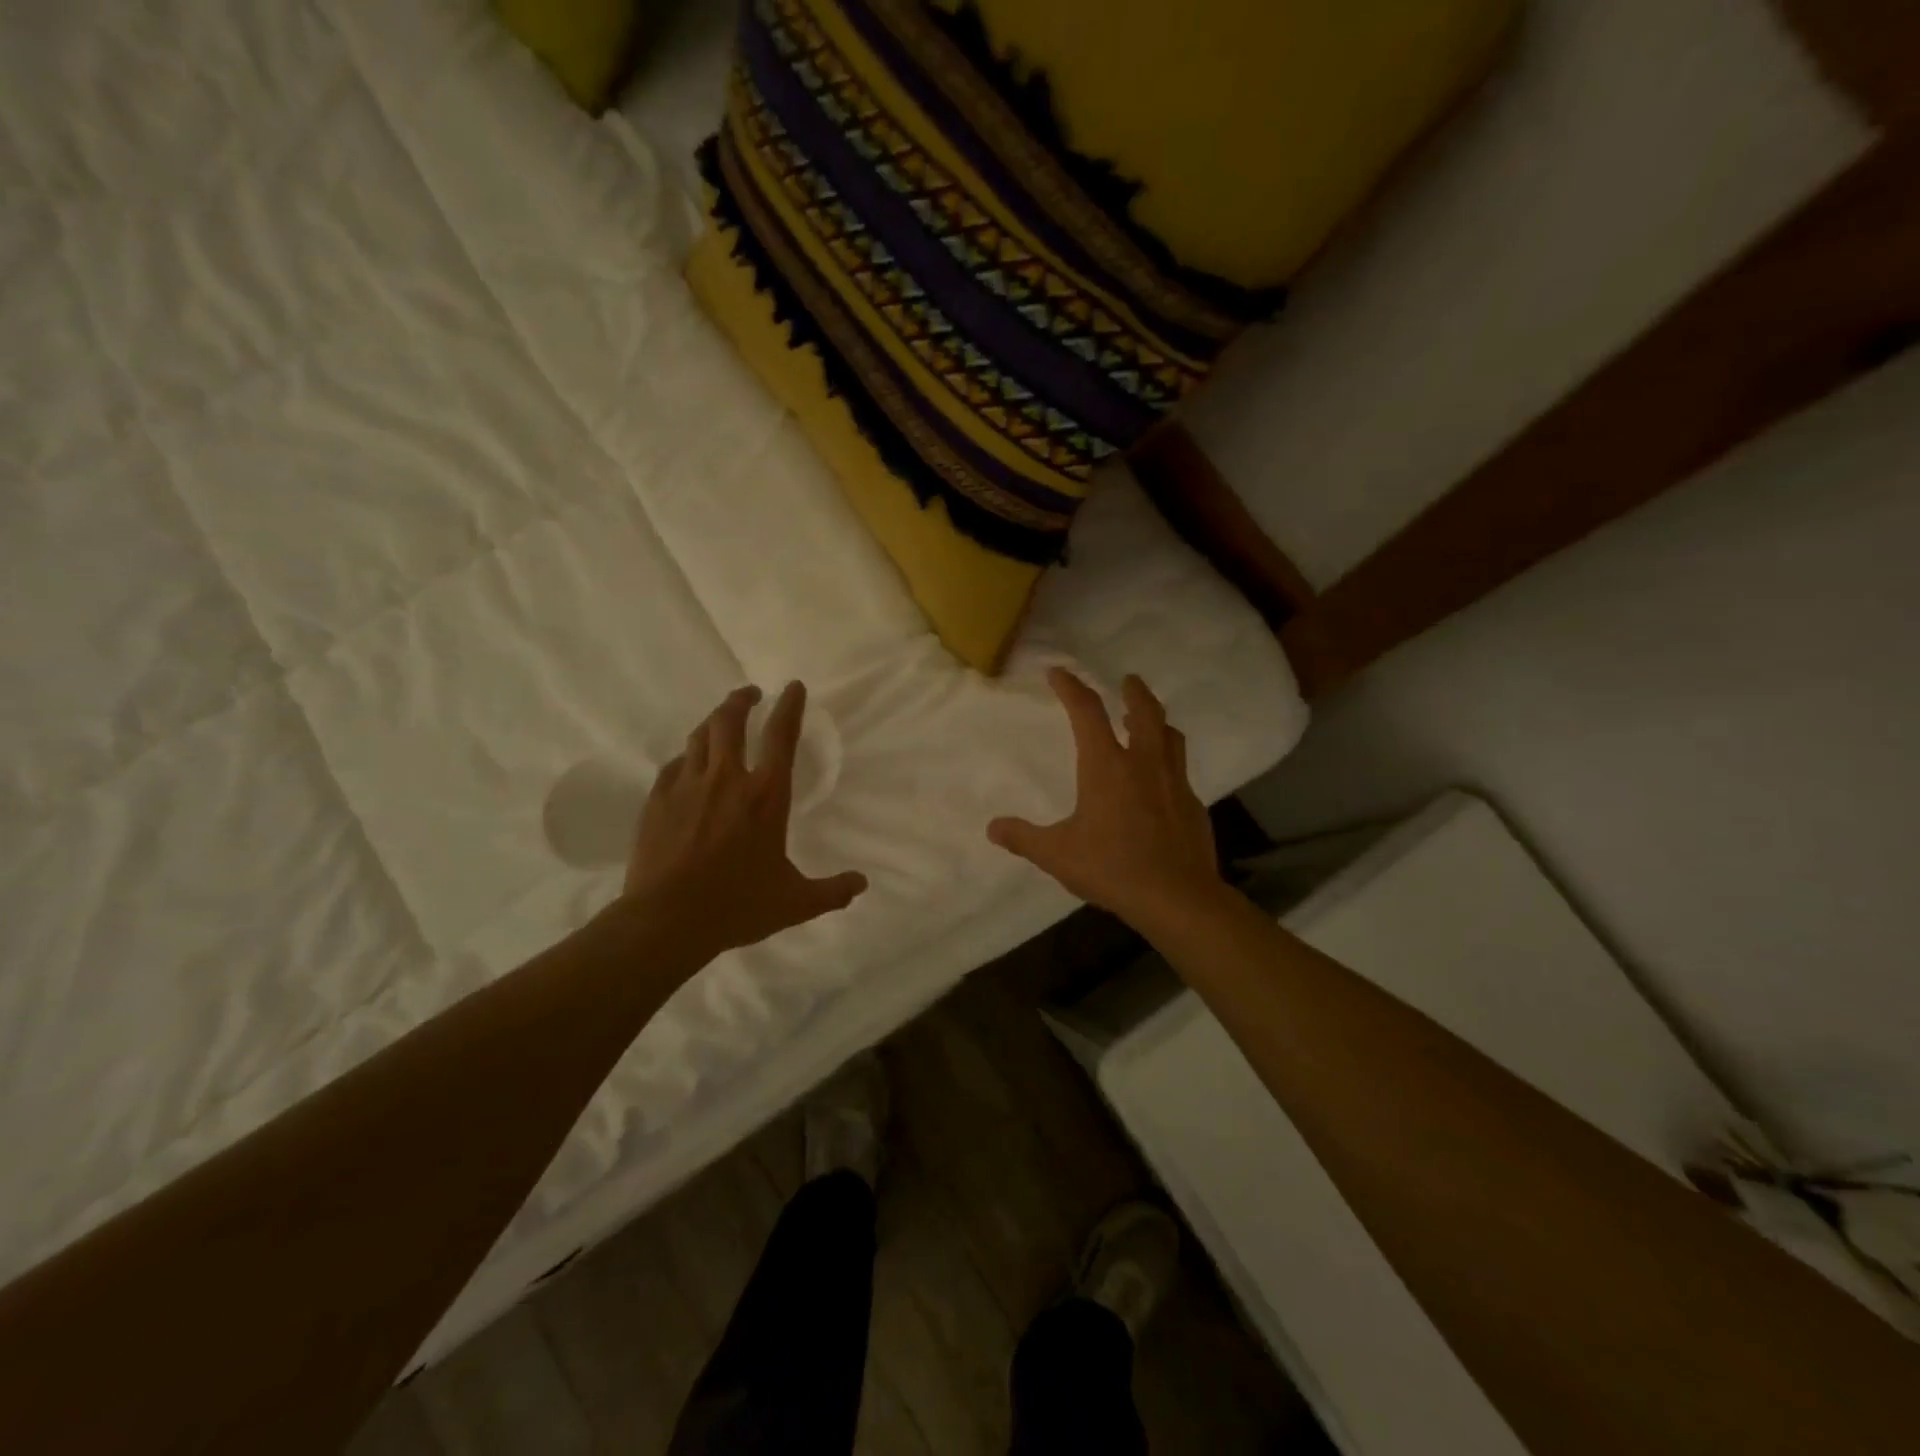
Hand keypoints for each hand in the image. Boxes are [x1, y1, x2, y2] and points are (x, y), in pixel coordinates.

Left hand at [625, 682, 866, 962]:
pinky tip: (689, 764)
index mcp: (766, 796)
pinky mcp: (658, 800)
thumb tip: (861, 885)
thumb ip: (831, 891)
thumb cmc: (737, 906)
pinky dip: (687, 757)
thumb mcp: (794, 902)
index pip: (781, 736)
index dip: (790, 706)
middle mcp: (727, 779)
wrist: (667, 921)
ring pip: (699, 735)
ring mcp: (688, 786)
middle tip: (750, 695)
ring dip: (714, 721)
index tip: (793, 686)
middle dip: (742, 700)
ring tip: (721, 720)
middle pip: (730, 720)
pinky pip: (675, 765)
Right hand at [988, 669, 1222, 926]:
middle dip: (1134, 691)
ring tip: (1148, 721)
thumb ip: (1023, 838)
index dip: (1071, 687)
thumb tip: (993, 828)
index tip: (1059, 672)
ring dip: (1157, 721)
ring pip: (1170, 736)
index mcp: (1107, 766)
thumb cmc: (1111, 867)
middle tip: (1128, 680)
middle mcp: (1144, 763)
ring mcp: (1174, 782)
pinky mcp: (1193, 805)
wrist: (1176, 897)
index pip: (1087, 712)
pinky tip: (1161, 782)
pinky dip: (1168, 762)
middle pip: (1145, 711)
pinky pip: (1181, 770)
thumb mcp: (1057, 854)